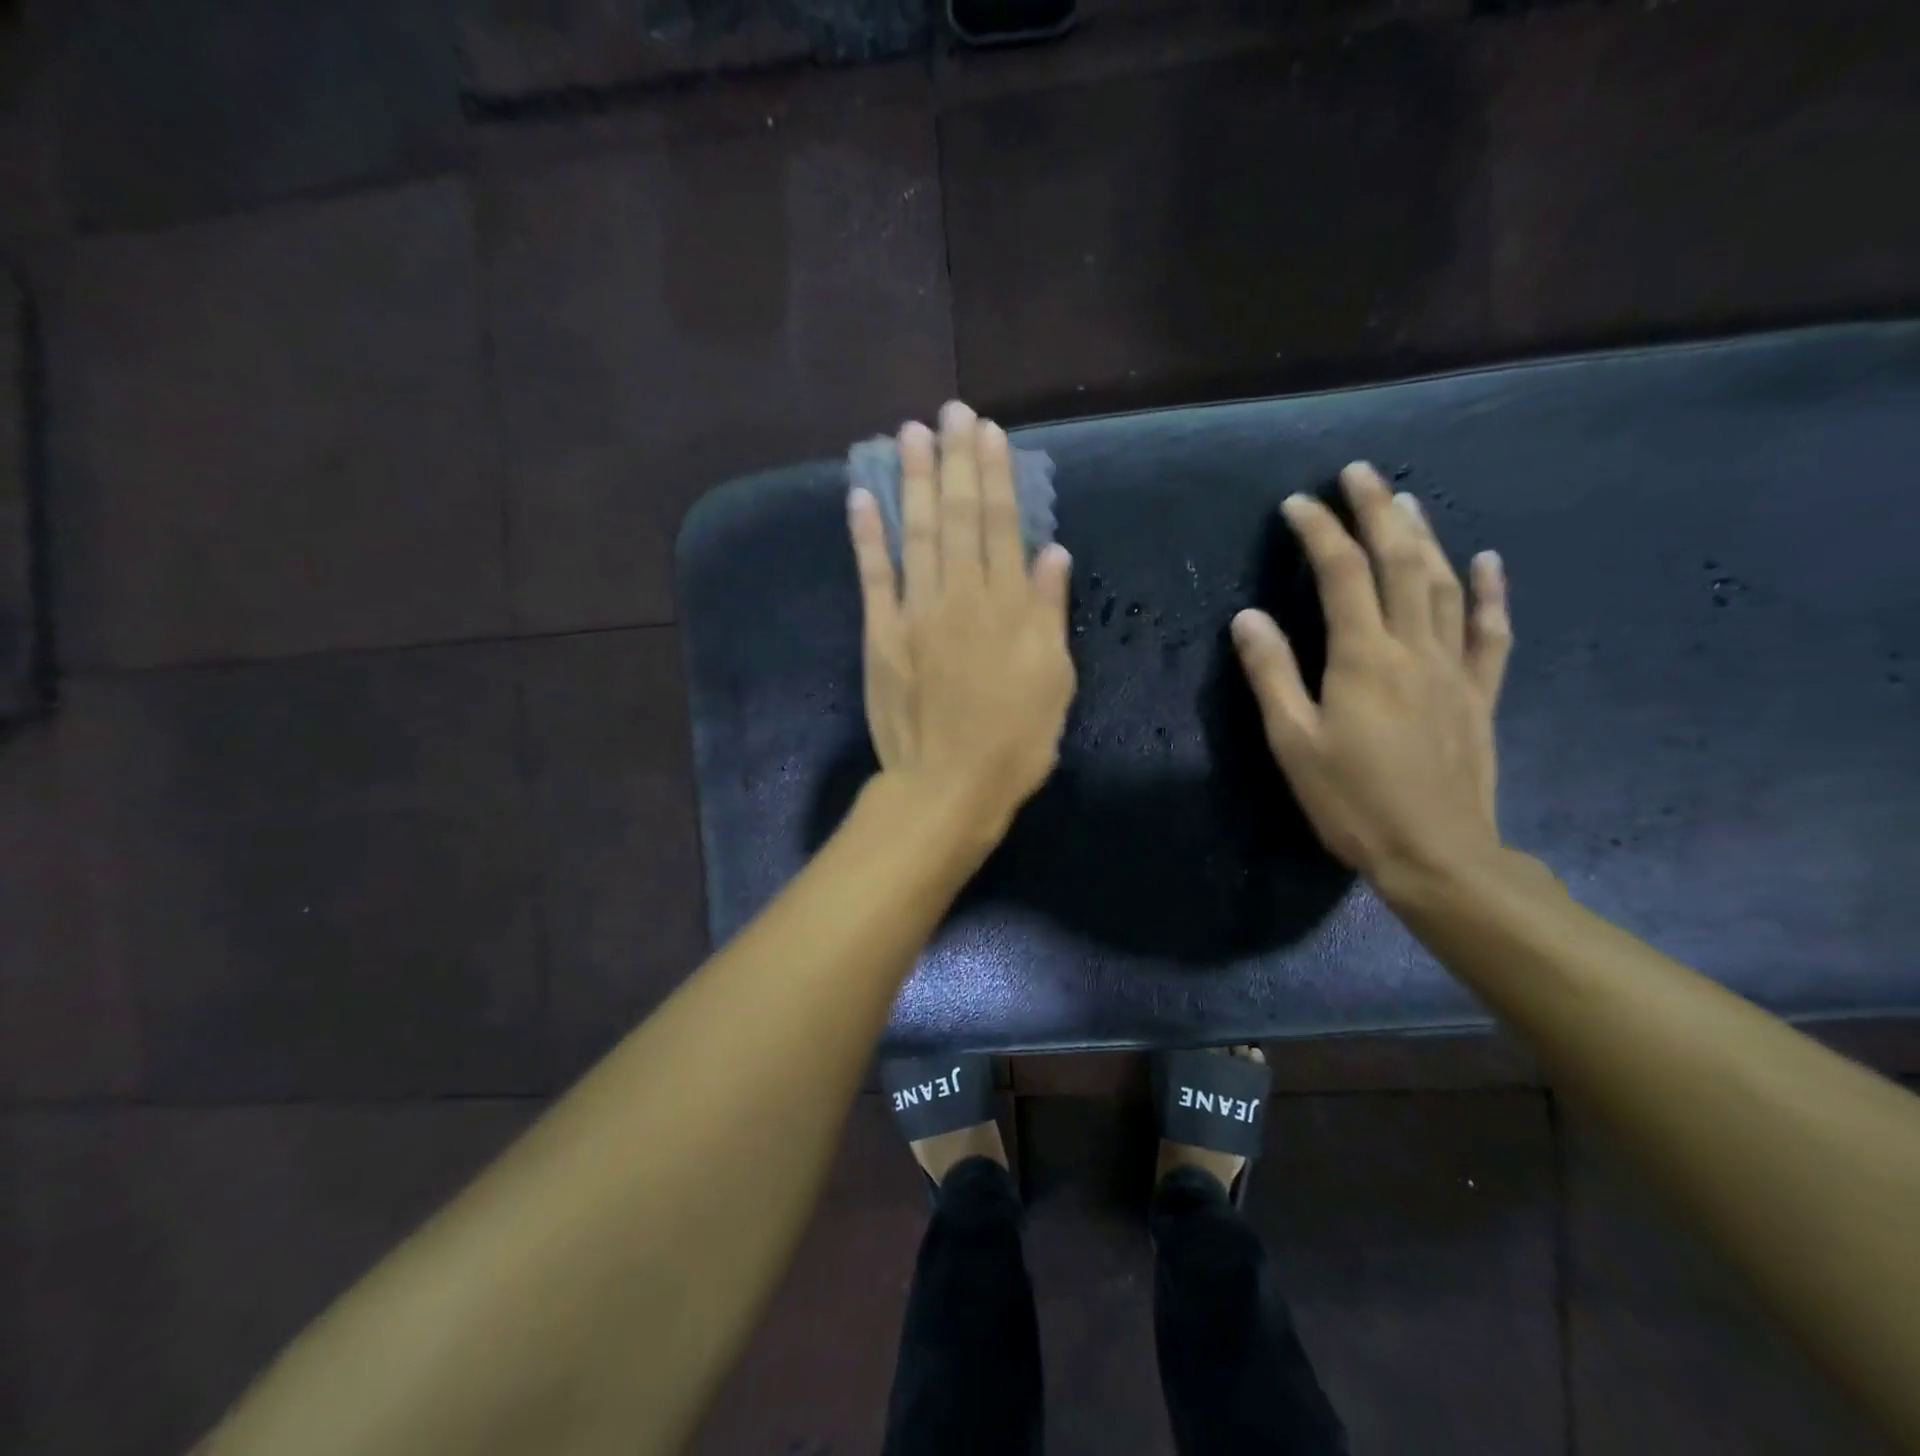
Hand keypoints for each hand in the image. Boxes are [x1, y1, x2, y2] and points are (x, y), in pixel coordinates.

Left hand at [848, 401, 1076, 837]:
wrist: (949, 785)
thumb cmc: (1015, 740)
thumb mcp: (1054, 680)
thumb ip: (1050, 612)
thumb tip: (1052, 552)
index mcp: (1008, 605)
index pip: (1002, 523)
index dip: (995, 473)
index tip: (988, 431)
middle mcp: (961, 595)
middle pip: (958, 516)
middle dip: (954, 460)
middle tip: (949, 412)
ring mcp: (915, 612)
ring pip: (916, 533)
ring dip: (912, 480)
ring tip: (909, 434)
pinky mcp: (881, 635)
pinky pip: (872, 576)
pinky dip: (867, 535)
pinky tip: (861, 496)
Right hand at [1231, 462, 1512, 888]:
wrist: (1436, 853)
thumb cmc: (1351, 801)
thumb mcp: (1294, 742)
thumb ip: (1272, 675)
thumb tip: (1249, 617)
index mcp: (1363, 658)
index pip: (1341, 574)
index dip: (1319, 532)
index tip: (1297, 504)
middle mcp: (1413, 647)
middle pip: (1398, 562)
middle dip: (1376, 511)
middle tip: (1359, 472)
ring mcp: (1454, 668)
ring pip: (1442, 584)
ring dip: (1424, 536)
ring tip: (1407, 499)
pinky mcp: (1479, 693)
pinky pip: (1489, 631)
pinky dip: (1489, 592)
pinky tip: (1487, 561)